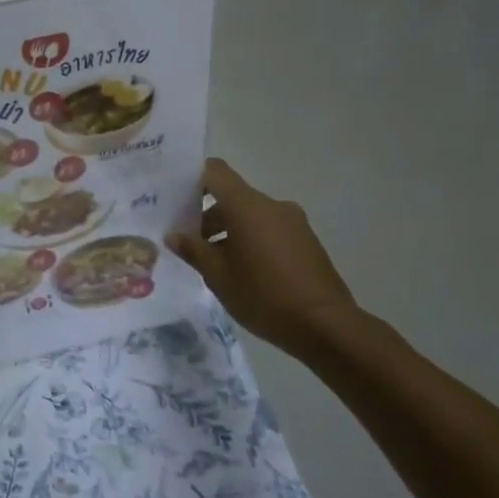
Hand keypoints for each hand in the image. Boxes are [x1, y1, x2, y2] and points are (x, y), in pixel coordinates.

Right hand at [166, 159, 360, 351]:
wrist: (325, 326)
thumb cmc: (263, 295)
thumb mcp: (218, 275)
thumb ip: (193, 250)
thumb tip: (174, 235)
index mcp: (247, 206)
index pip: (215, 172)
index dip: (193, 179)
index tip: (176, 199)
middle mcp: (272, 206)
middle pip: (232, 197)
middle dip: (208, 217)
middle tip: (190, 245)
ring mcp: (294, 223)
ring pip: (252, 216)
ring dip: (230, 232)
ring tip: (216, 265)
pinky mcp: (307, 242)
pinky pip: (270, 230)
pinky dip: (252, 241)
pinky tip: (245, 274)